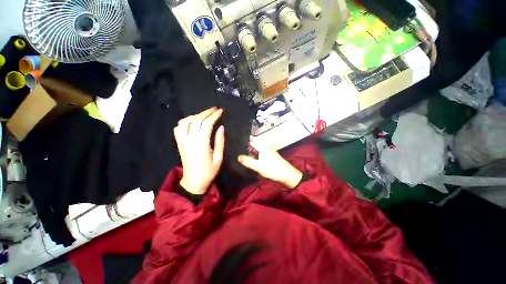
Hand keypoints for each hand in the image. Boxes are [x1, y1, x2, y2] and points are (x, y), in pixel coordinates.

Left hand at [174, 107, 224, 193]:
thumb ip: (220, 141)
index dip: (214, 116)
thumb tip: (221, 127)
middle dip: (206, 112)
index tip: (220, 111)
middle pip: (196, 120)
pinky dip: (186, 121)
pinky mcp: (179, 143)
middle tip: (215, 108)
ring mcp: (182, 141)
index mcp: (201, 144)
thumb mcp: (219, 157)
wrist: (194, 181)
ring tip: (205, 114)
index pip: (207, 124)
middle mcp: (190, 140)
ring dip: (195, 115)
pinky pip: (179, 128)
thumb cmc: (209, 171)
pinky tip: (193, 121)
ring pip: (185, 121)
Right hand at [238, 144, 302, 188]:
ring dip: (252, 153)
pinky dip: (257, 156)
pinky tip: (254, 161)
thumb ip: (248, 161)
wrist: (287, 174)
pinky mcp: (271, 157)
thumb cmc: (272, 169)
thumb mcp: (258, 166)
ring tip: (245, 157)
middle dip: (247, 149)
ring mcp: (269, 152)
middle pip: (255, 146)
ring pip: (258, 150)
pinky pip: (261, 154)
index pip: (251, 142)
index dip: (244, 143)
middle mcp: (266, 148)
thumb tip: (238, 156)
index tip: (237, 145)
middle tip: (239, 153)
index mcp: (262, 147)